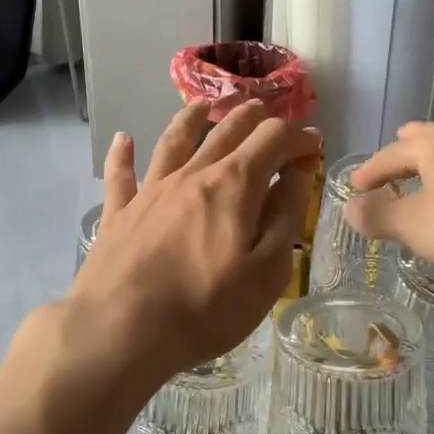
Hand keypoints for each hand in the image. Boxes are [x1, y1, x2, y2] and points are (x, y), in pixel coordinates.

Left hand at [64, 100, 317, 398]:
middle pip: (226, 131)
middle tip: (266, 111)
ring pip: (174, 140)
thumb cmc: (205, 308)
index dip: (297, 137)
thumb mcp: (266, 271)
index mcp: (233, 185)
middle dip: (251, 117)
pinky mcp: (120, 212)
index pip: (273, 141)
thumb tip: (298, 173)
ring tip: (203, 104)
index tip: (313, 145)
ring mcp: (151, 190)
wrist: (120, 329)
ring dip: (192, 117)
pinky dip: (123, 154)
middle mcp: (192, 174)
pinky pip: (121, 174)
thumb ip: (285, 217)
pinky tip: (123, 139)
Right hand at [346, 122, 433, 282]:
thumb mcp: (412, 226)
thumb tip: (352, 208)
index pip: (390, 153)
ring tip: (433, 186)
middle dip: (407, 155)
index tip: (356, 187)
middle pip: (428, 140)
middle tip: (394, 168)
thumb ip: (377, 216)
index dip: (369, 172)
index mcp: (433, 143)